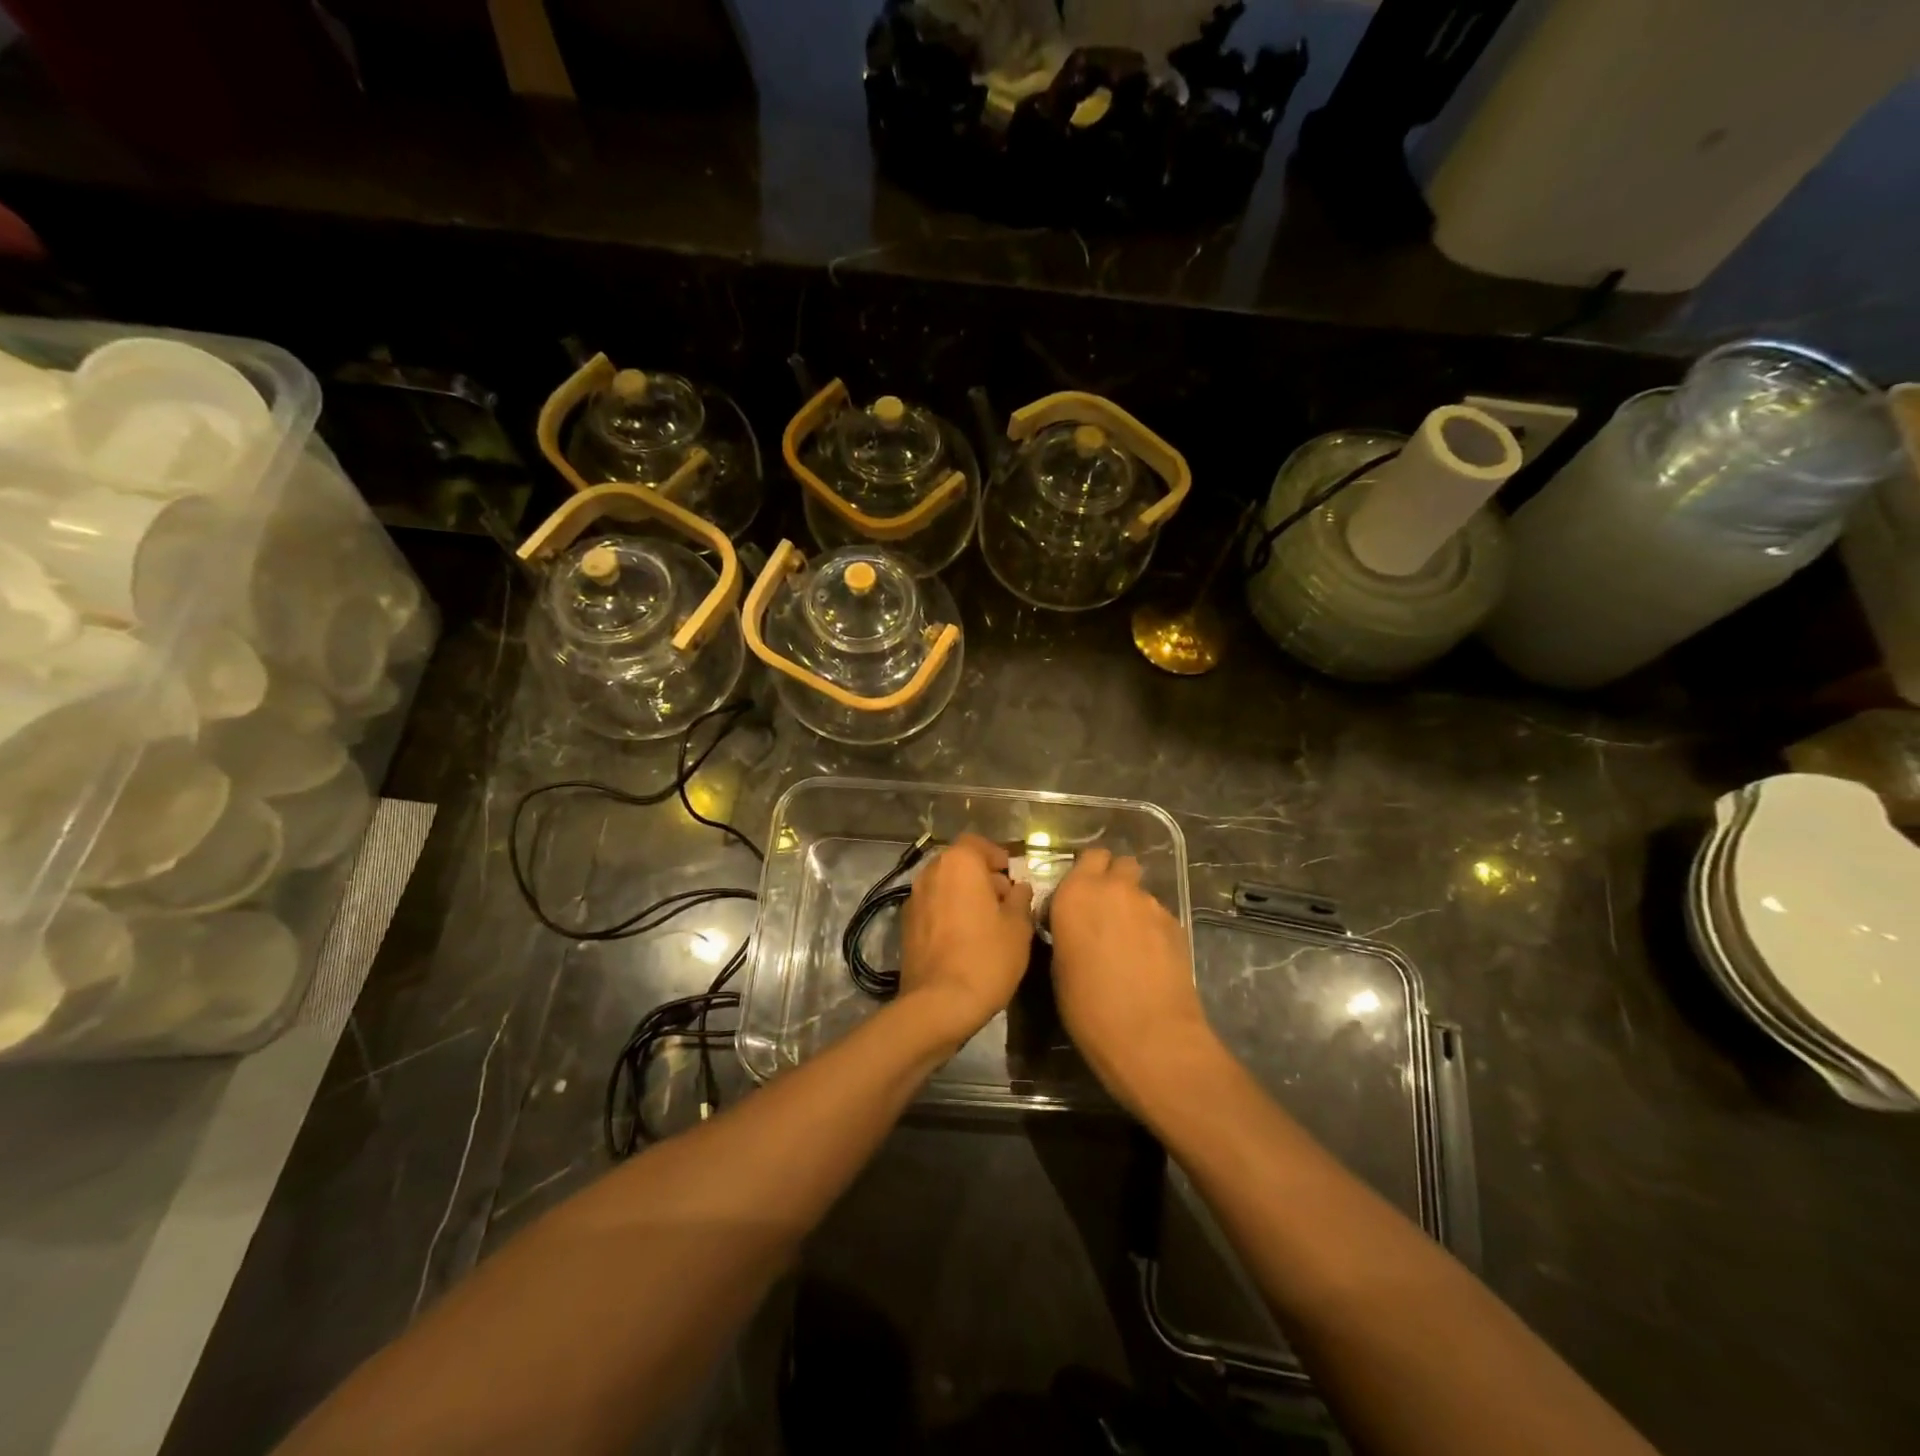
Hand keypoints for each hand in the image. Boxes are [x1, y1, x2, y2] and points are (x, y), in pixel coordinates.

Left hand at [897, 834, 1034, 1042]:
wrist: (939, 1004)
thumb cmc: (986, 957)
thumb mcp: (1018, 928)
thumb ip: (1020, 900)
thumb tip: (1018, 888)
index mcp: (959, 863)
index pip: (977, 843)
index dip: (996, 856)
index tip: (1012, 875)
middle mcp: (931, 873)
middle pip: (959, 863)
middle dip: (981, 876)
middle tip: (1004, 901)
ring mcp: (913, 899)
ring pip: (944, 886)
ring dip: (963, 895)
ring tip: (986, 922)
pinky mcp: (905, 925)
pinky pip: (932, 907)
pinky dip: (948, 912)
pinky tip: (964, 938)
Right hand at [1048, 847, 1218, 1111]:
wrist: (1149, 1035)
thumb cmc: (1088, 1005)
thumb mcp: (1059, 965)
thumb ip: (1068, 930)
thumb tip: (1076, 926)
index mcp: (1076, 893)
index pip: (1088, 857)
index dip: (1086, 873)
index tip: (1079, 898)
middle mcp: (1115, 888)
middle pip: (1120, 863)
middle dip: (1114, 879)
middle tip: (1105, 911)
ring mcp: (1150, 905)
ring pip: (1140, 892)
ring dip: (1132, 907)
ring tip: (1129, 944)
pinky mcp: (1177, 925)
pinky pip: (1158, 916)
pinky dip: (1152, 929)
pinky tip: (1149, 960)